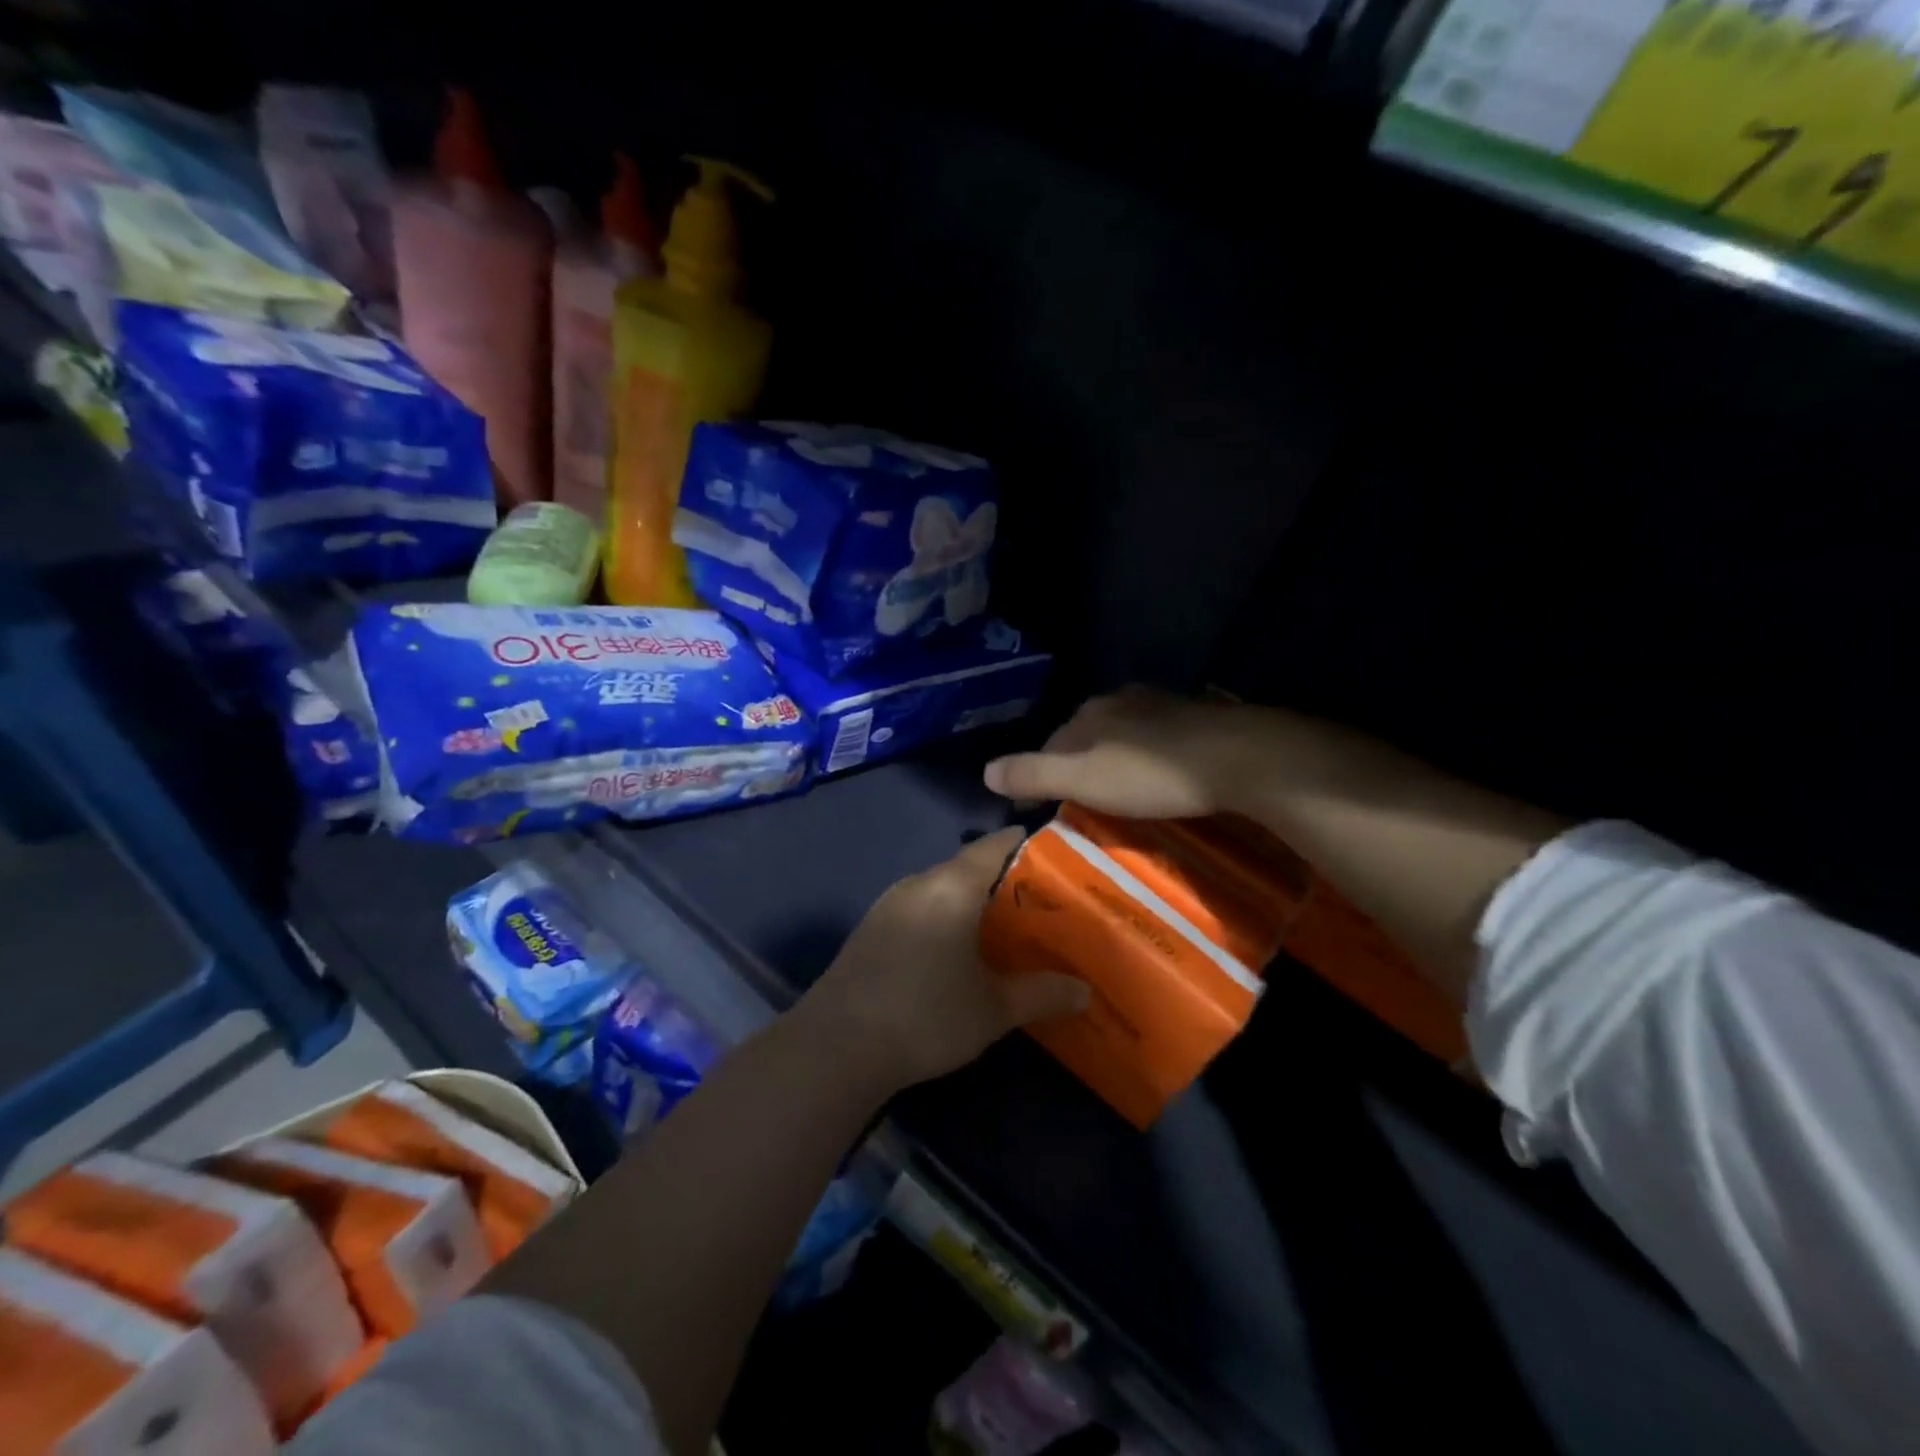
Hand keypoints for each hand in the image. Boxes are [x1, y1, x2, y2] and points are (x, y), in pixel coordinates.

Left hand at [800, 828, 1090, 1091]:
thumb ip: (1041, 993)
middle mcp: (919, 882)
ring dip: (972, 901)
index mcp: (952, 886)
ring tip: (1005, 927)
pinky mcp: (872, 926)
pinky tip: (957, 951)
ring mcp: (889, 902)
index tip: (1060, 858)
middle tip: (1042, 904)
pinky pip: (920, 906)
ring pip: (942, 887)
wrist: (837, 1046)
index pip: (997, 844)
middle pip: (969, 865)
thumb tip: (1085, 991)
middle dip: (1005, 881)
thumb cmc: (926, 1016)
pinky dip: (945, 916)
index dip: (1029, 845)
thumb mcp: (993, 1009)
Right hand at [983, 687, 1258, 819]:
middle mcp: (1121, 700)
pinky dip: (1151, 755)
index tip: (1050, 803)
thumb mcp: (1083, 780)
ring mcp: (1162, 704)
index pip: (1053, 741)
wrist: (1237, 757)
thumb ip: (1033, 774)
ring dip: (1117, 758)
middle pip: (1088, 734)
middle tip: (1087, 801)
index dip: (1046, 772)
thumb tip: (985, 772)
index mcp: (1090, 712)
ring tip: (1122, 792)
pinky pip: (1159, 737)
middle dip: (1082, 763)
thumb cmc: (1151, 774)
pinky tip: (1162, 775)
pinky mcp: (1197, 716)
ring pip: (1124, 734)